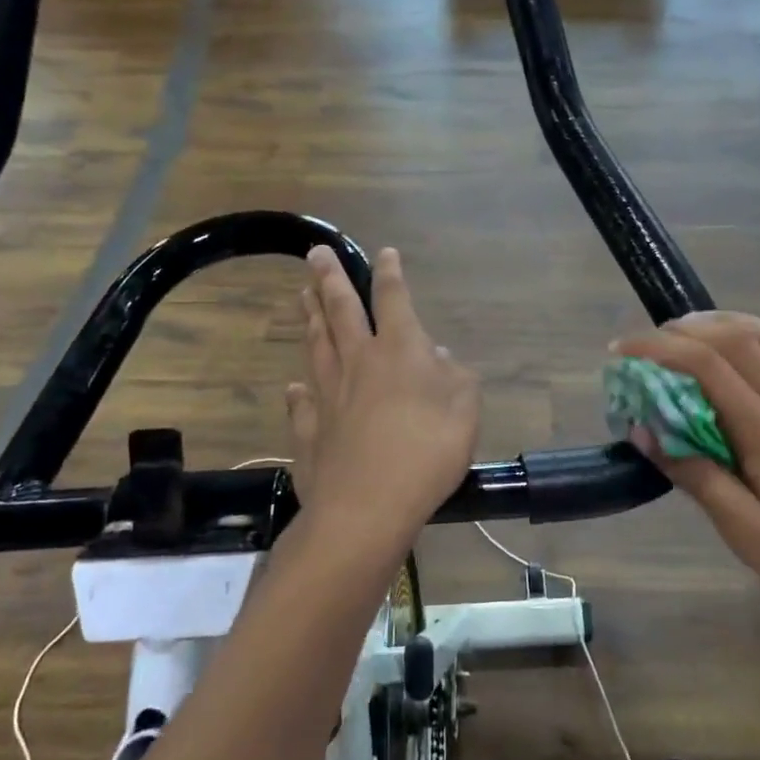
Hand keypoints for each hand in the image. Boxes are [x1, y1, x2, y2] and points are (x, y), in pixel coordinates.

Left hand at [285, 245, 479, 544]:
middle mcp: (358, 362)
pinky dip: (298, 393)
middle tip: (314, 254)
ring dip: (309, 318)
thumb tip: (437, 354)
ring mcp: (328, 396)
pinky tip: (294, 387)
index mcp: (399, 351)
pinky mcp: (310, 431)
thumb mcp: (465, 410)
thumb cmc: (427, 452)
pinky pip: (302, 404)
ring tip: (301, 296)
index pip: (392, 299)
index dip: (390, 274)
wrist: (367, 507)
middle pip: (340, 311)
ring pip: (316, 346)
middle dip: (328, 279)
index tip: (384, 253)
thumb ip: (454, 376)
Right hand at [614, 298, 759, 668]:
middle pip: (739, 341)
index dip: (656, 348)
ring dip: (733, 322)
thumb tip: (644, 429)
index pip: (705, 366)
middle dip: (685, 330)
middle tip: (648, 343)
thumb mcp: (753, 541)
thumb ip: (700, 479)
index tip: (619, 350)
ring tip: (695, 327)